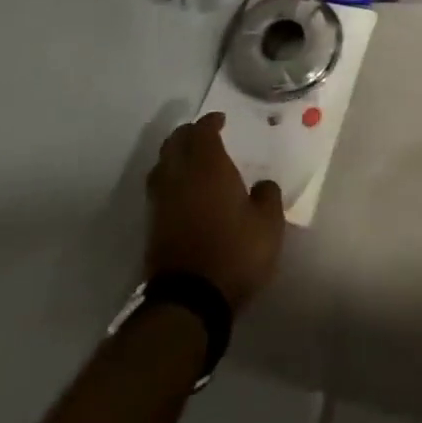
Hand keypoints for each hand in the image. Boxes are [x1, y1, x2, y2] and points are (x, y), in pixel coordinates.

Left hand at [143, 113, 285, 311]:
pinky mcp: (153, 227)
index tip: (220, 120)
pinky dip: (170, 180)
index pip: (202, 132)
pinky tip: (184, 191)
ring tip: (191, 160)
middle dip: (188, 134)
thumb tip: (261, 186)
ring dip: (174, 156)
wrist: (189, 302)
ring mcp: (162, 203)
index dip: (210, 122)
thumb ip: (267, 196)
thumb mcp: (268, 224)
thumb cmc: (235, 253)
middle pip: (174, 143)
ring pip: (161, 166)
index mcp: (209, 168)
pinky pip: (159, 189)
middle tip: (204, 135)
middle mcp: (180, 178)